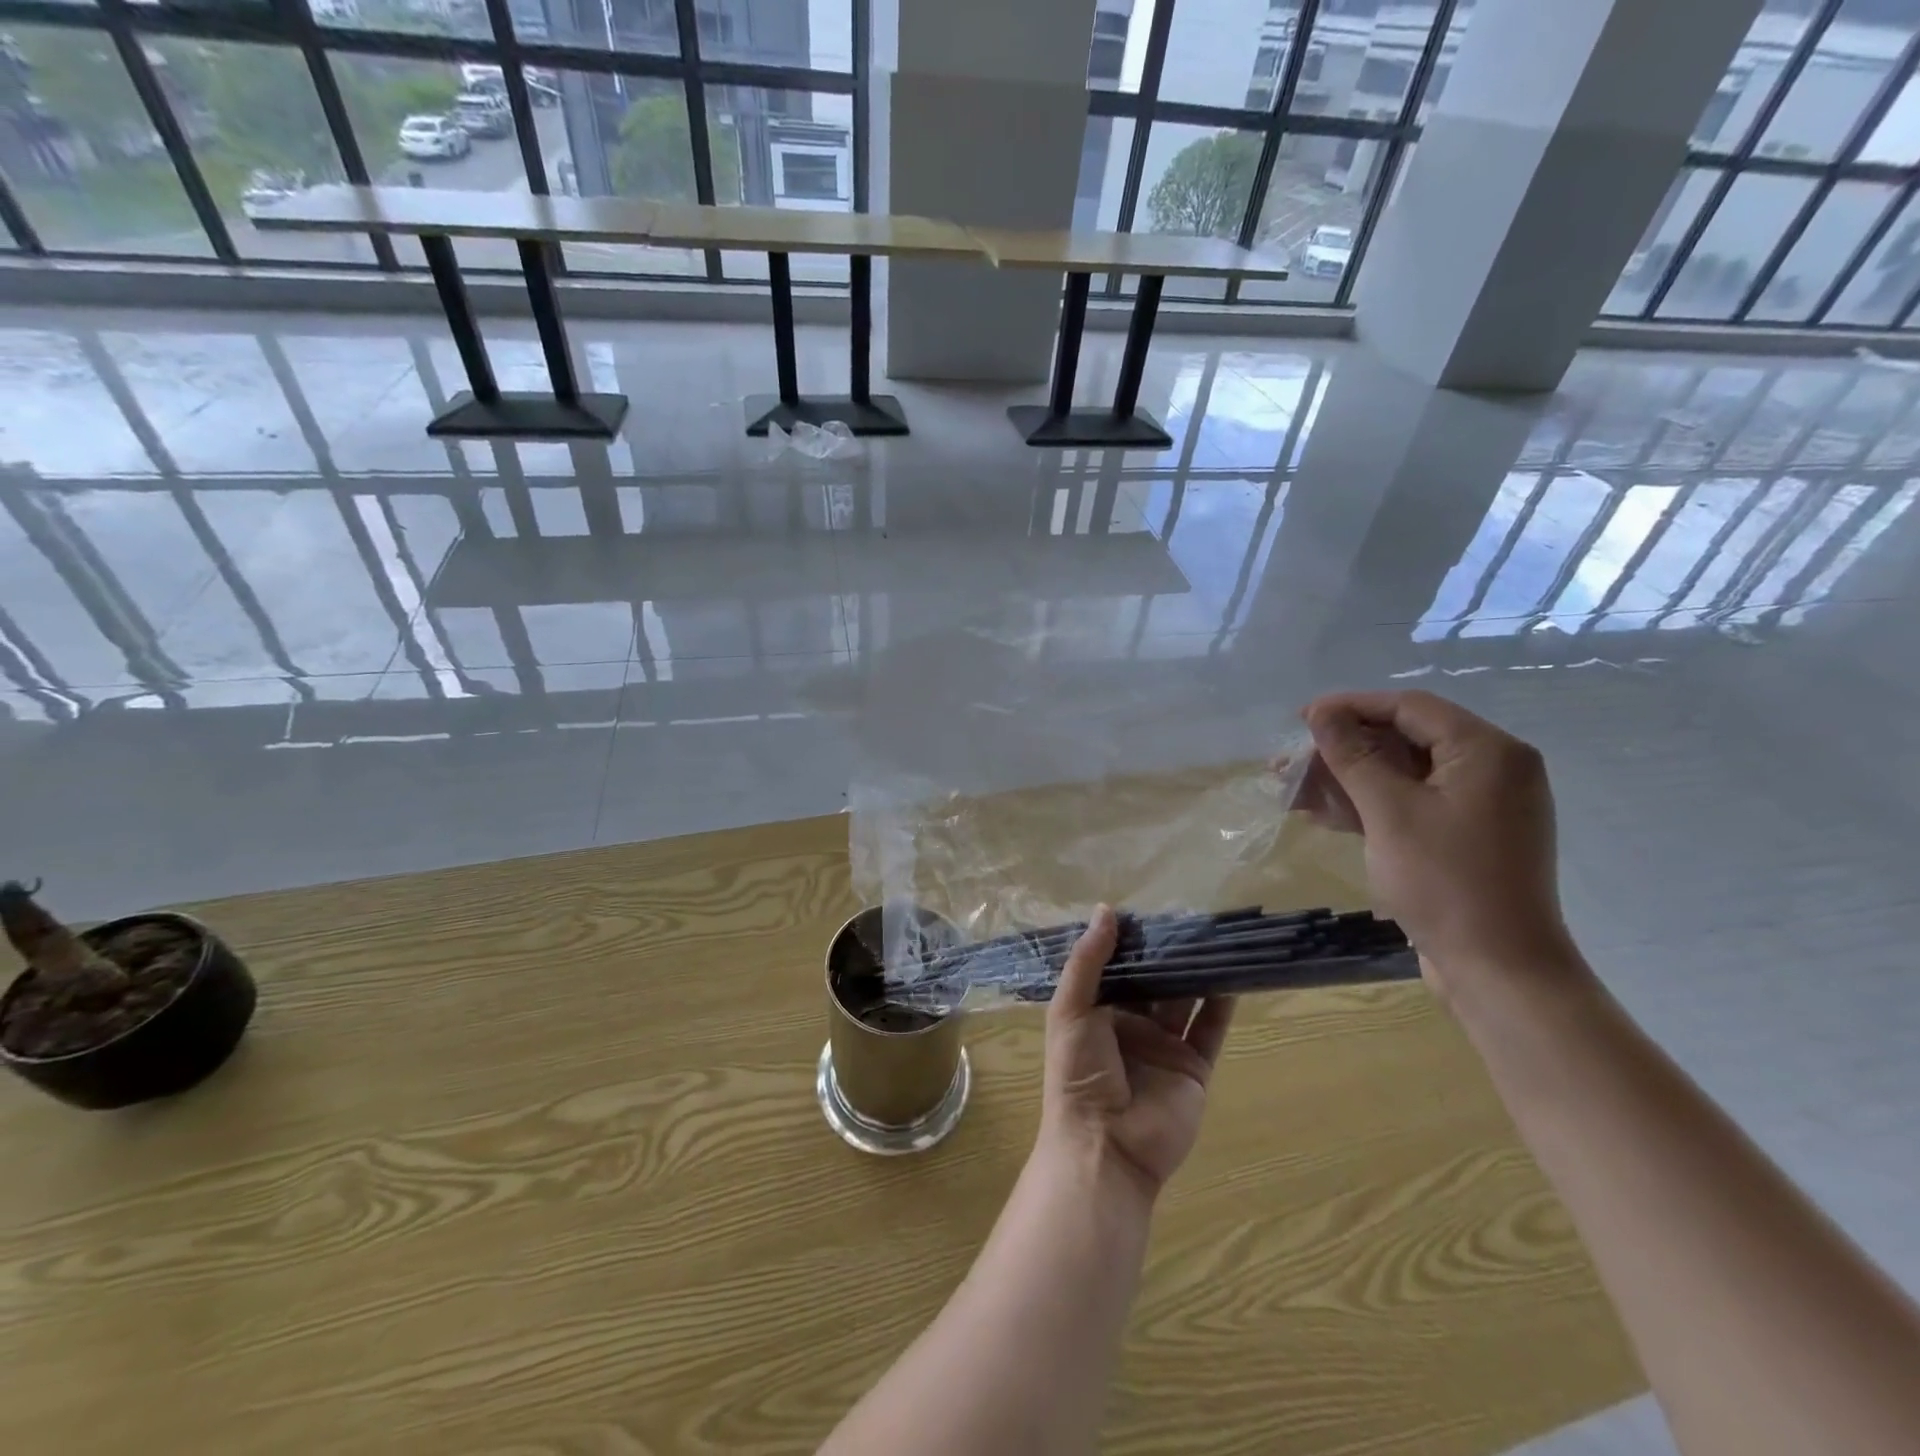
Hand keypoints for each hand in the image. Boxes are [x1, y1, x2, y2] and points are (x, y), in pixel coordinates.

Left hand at [1040, 905, 1234, 1198]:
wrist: (1106, 1145)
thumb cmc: (1077, 1073)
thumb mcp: (1070, 1010)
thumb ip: (1088, 961)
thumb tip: (1106, 909)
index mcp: (1096, 1011)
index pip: (1117, 966)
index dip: (1131, 941)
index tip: (1150, 908)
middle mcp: (1131, 1025)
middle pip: (1154, 980)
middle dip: (1168, 953)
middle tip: (1189, 916)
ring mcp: (1164, 1046)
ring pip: (1185, 999)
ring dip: (1197, 971)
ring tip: (1215, 936)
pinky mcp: (1193, 1067)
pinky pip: (1210, 1029)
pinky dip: (1221, 1003)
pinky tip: (1232, 975)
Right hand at [1299, 690, 1581, 1004]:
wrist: (1499, 970)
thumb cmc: (1445, 882)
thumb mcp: (1389, 812)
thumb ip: (1353, 755)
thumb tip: (1321, 712)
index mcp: (1487, 751)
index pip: (1409, 708)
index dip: (1350, 707)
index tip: (1300, 719)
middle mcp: (1491, 768)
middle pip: (1403, 740)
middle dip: (1341, 750)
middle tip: (1289, 763)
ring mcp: (1480, 805)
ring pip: (1402, 774)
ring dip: (1347, 780)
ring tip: (1292, 791)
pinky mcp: (1465, 835)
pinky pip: (1411, 804)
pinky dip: (1369, 806)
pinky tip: (1322, 814)